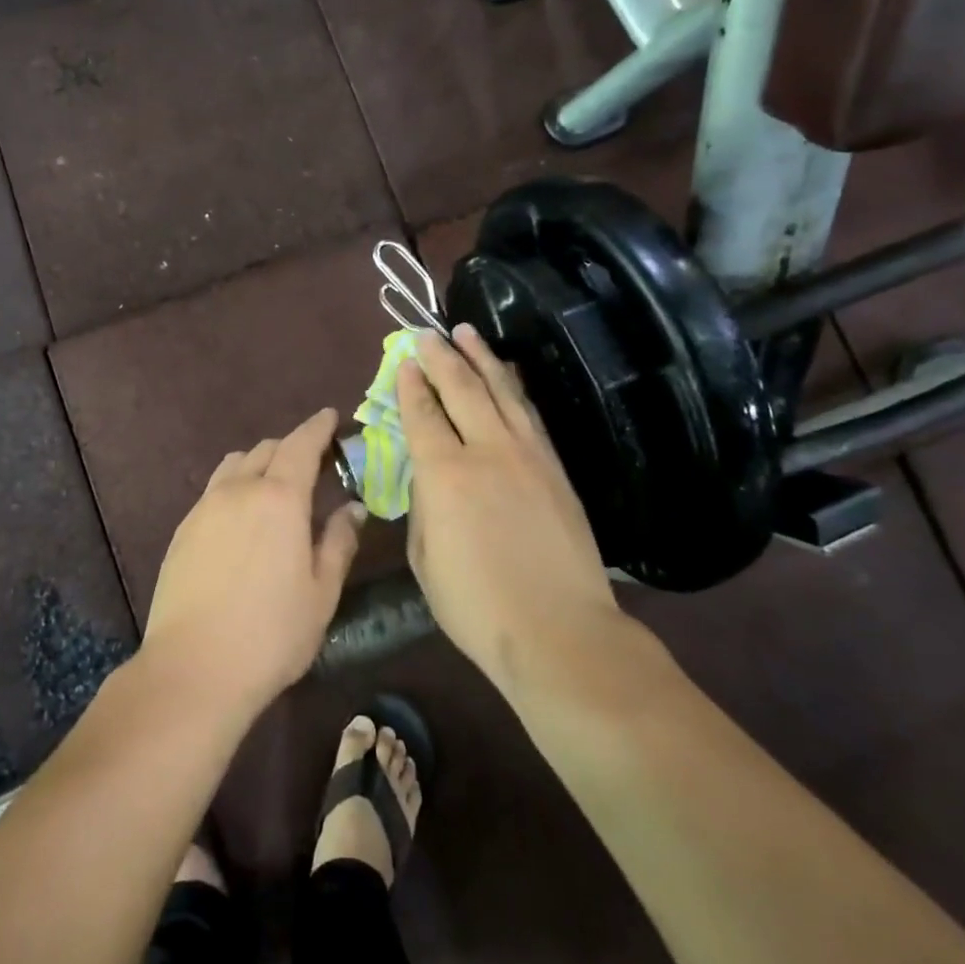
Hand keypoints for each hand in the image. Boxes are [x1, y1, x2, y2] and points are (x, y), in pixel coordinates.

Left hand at [143, 408, 364, 715]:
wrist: (193, 668)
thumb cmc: (271, 633)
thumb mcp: (321, 592)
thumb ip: (338, 542)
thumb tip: (351, 508)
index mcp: (279, 498)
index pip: (301, 444)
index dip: (318, 427)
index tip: (330, 417)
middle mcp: (238, 490)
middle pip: (266, 449)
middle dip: (291, 446)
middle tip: (312, 464)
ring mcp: (204, 507)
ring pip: (235, 465)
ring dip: (259, 463)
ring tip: (274, 487)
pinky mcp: (183, 529)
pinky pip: (214, 490)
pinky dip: (235, 487)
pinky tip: (242, 519)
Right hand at [399, 325, 622, 689]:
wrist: (559, 631)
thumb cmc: (476, 605)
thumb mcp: (424, 558)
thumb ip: (422, 506)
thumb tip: (429, 475)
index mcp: (444, 473)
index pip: (422, 414)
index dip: (411, 384)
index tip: (405, 360)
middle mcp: (486, 450)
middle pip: (461, 388)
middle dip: (441, 356)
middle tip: (428, 333)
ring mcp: (527, 455)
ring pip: (501, 391)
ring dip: (481, 358)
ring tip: (467, 333)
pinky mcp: (555, 467)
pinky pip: (529, 413)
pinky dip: (514, 387)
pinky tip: (507, 375)